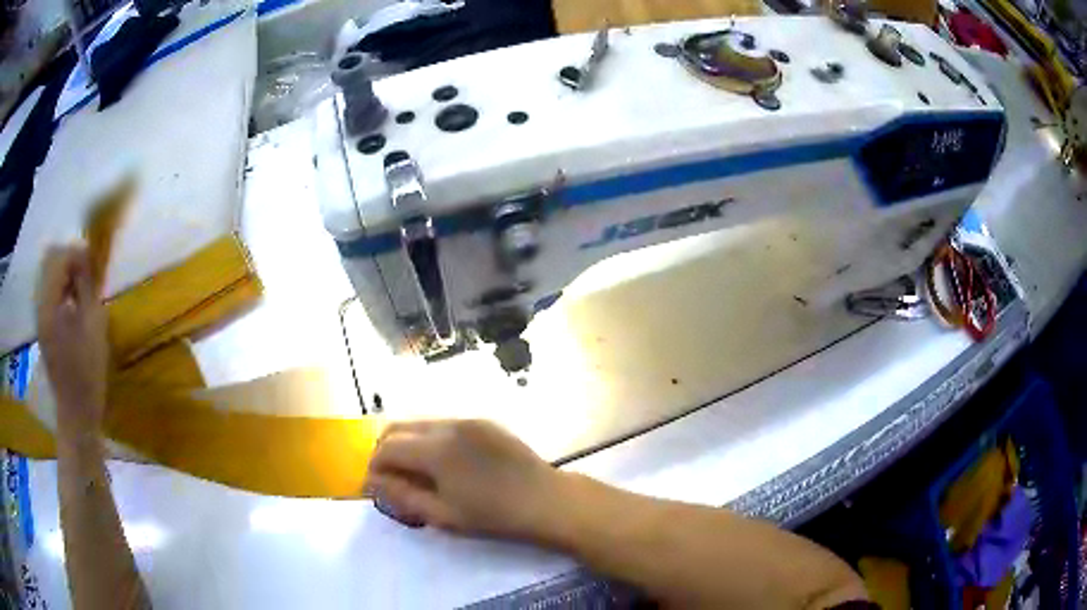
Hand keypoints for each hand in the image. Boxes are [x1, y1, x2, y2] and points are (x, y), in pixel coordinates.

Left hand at [35, 245, 108, 435]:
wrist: (76, 413)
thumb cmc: (88, 373)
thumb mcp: (93, 327)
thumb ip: (87, 288)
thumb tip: (86, 260)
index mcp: (50, 305)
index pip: (59, 258)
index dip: (77, 253)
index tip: (93, 263)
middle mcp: (40, 305)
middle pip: (49, 261)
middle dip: (69, 258)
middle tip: (86, 272)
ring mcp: (40, 317)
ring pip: (48, 274)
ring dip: (65, 272)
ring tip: (80, 288)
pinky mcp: (43, 326)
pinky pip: (48, 291)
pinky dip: (61, 287)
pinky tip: (72, 303)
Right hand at [367, 420, 566, 540]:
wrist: (547, 500)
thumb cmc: (494, 515)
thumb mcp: (443, 515)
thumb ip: (402, 496)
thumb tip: (372, 482)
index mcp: (435, 449)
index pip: (386, 448)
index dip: (374, 466)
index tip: (374, 486)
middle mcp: (448, 425)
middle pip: (399, 428)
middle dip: (385, 450)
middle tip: (390, 479)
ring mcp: (468, 420)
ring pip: (421, 424)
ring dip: (408, 444)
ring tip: (415, 473)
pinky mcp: (485, 423)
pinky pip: (445, 425)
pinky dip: (431, 440)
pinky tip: (444, 464)